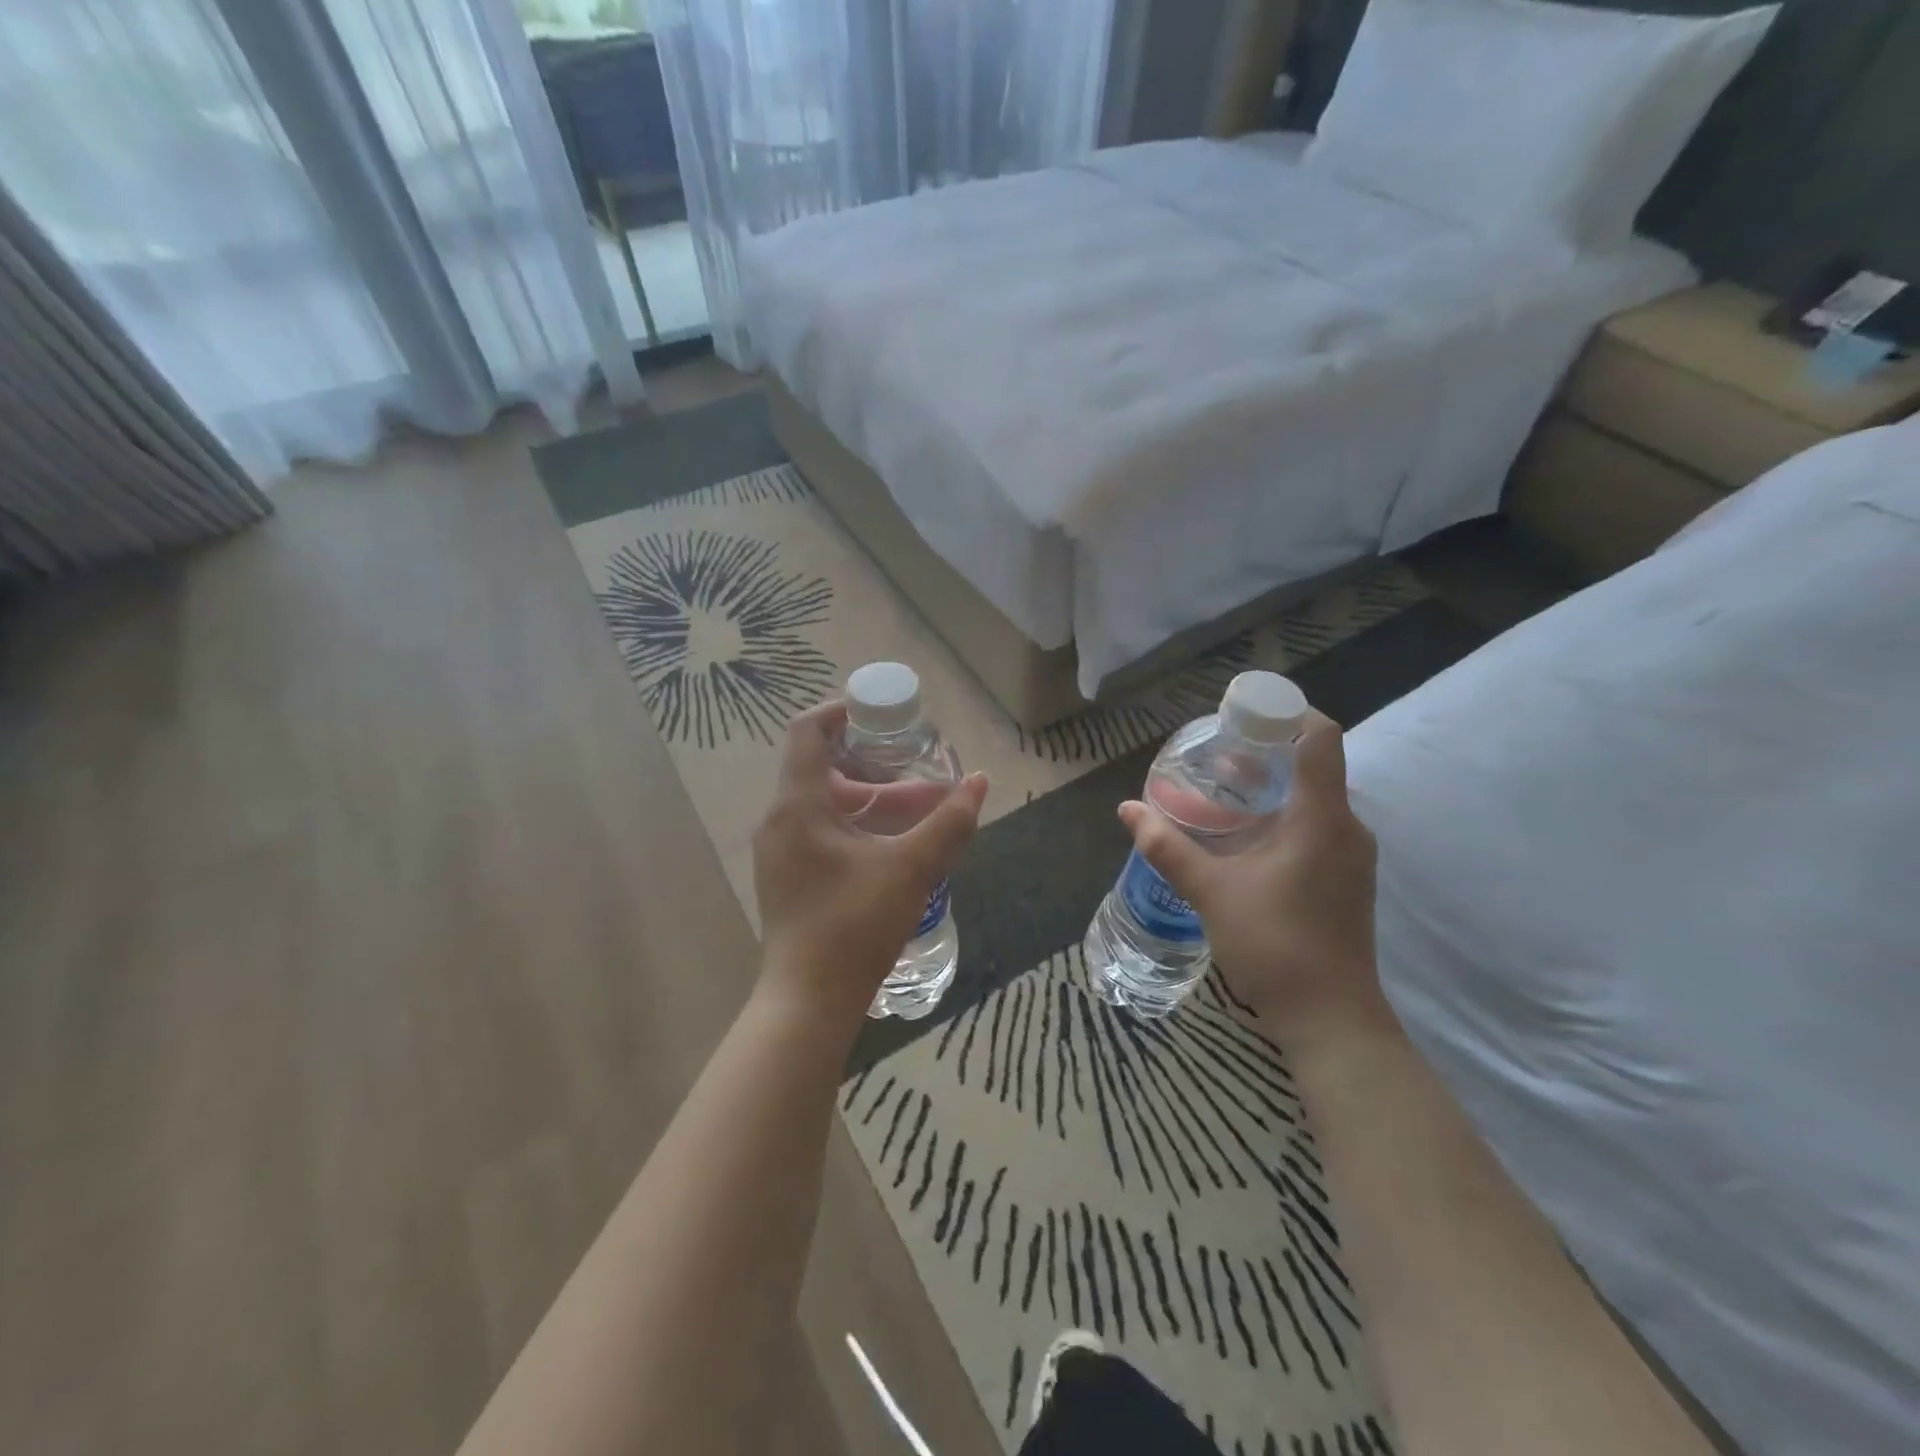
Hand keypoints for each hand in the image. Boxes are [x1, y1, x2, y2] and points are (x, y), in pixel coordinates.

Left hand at [754, 700, 987, 1024]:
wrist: (809, 1001)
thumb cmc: (855, 926)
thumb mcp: (912, 869)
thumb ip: (949, 822)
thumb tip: (980, 781)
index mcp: (798, 806)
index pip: (807, 731)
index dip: (840, 711)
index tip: (879, 714)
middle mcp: (779, 821)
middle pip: (820, 768)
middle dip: (870, 763)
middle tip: (911, 763)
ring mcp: (778, 851)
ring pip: (822, 804)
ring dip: (866, 798)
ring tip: (915, 806)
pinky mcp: (785, 877)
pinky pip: (817, 831)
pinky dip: (852, 824)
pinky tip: (890, 844)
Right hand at [1119, 711, 1383, 1044]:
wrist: (1331, 1020)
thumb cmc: (1275, 945)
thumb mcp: (1210, 892)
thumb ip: (1168, 846)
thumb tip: (1127, 809)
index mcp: (1322, 817)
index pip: (1321, 737)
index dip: (1286, 713)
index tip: (1243, 716)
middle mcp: (1348, 827)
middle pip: (1314, 765)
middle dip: (1267, 753)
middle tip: (1216, 758)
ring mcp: (1353, 856)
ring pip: (1316, 799)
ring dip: (1273, 788)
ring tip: (1223, 795)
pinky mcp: (1348, 879)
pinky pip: (1319, 827)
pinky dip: (1285, 817)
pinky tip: (1246, 839)